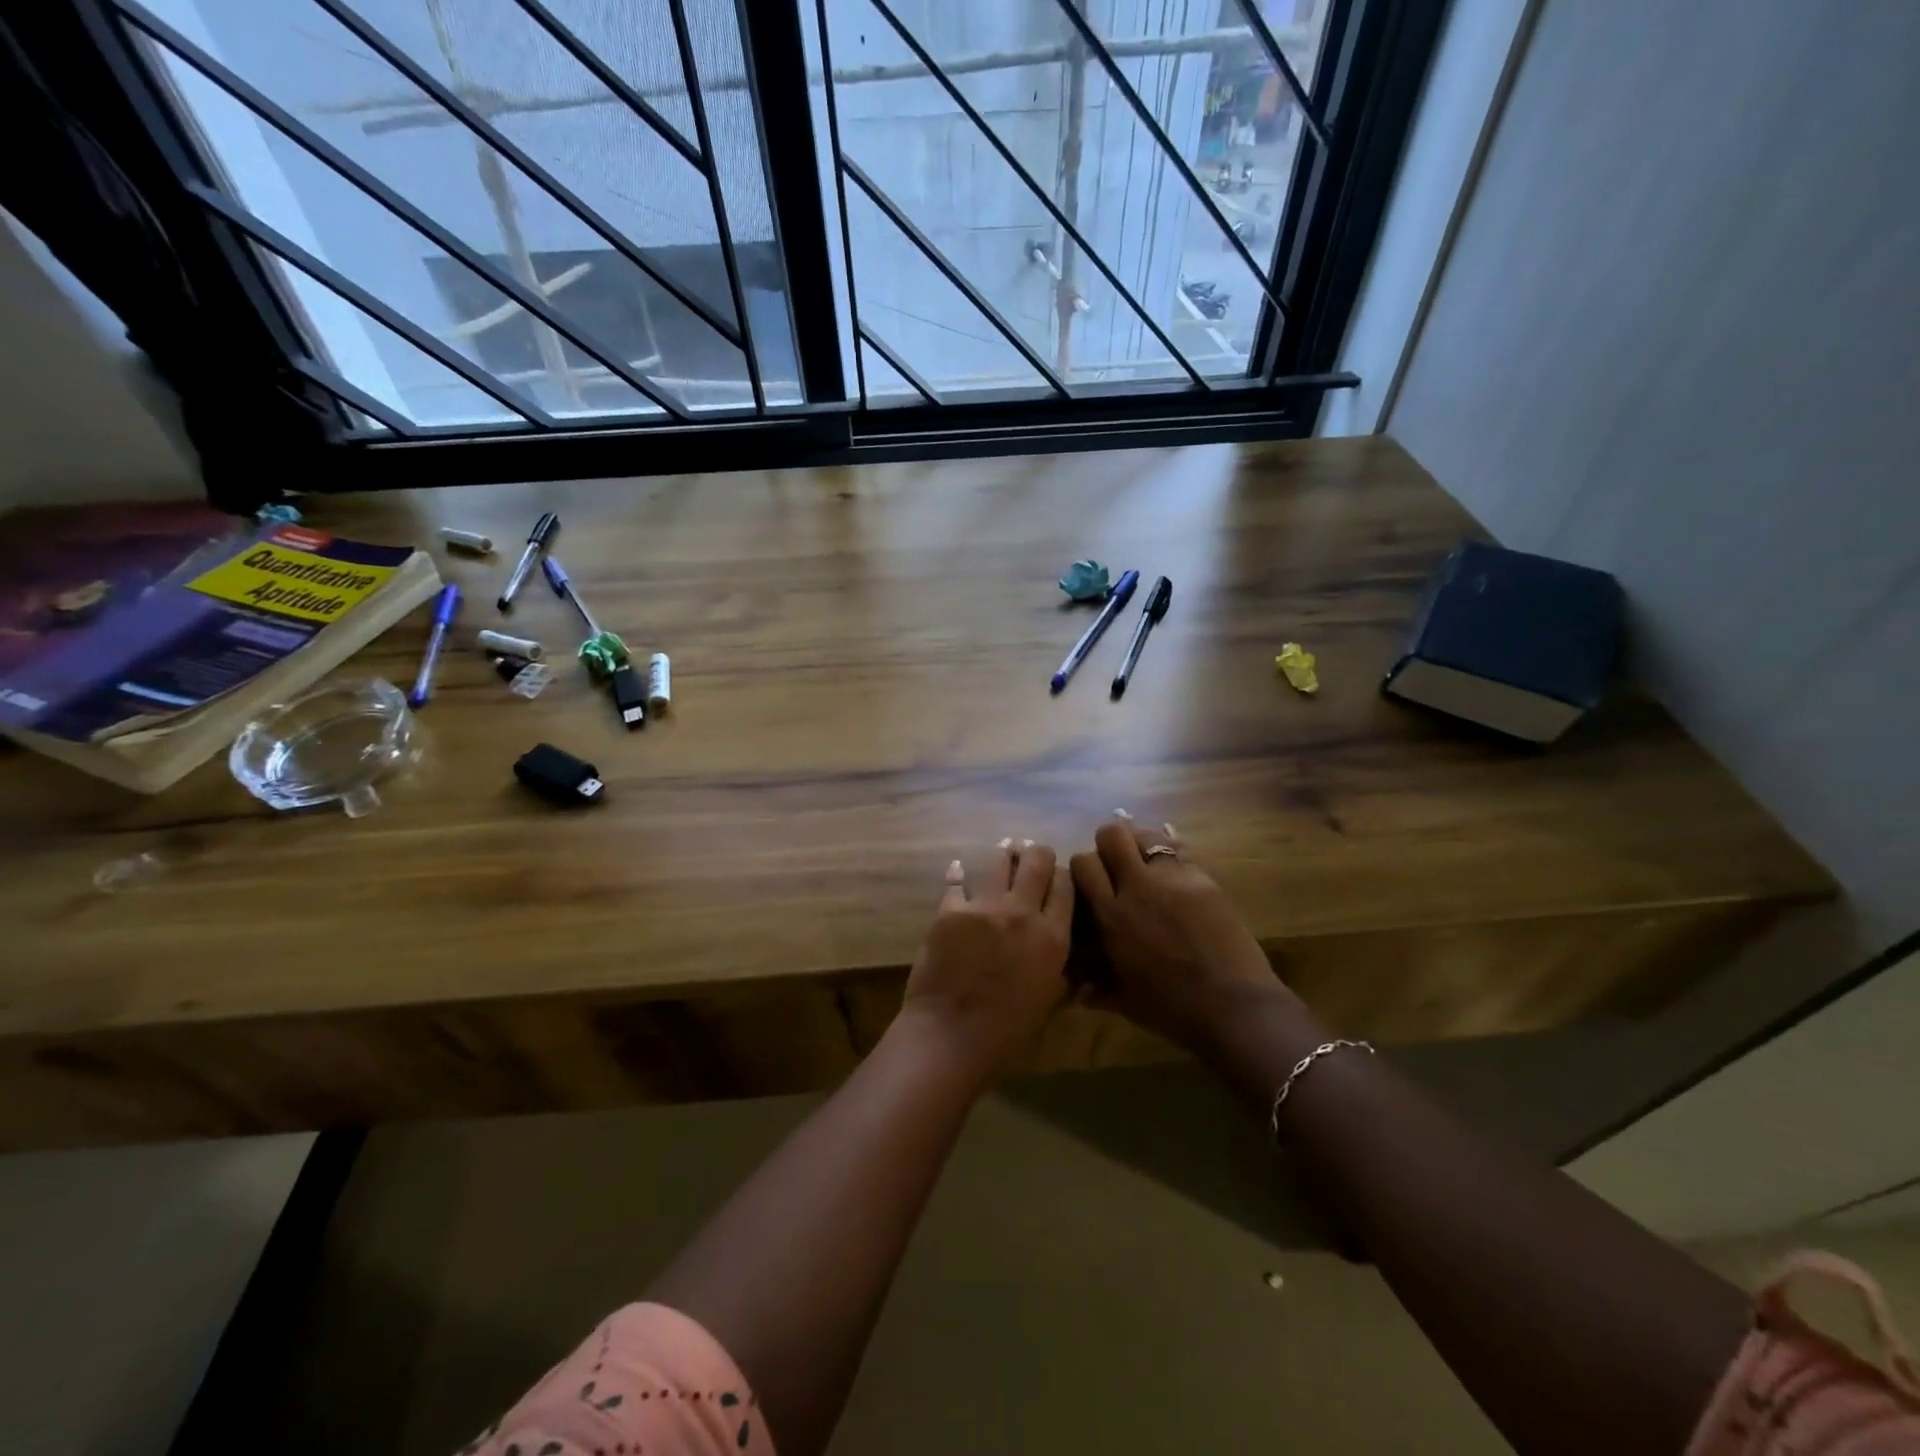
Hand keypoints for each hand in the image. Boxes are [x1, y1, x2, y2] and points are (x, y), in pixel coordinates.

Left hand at [896, 839, 1074, 1088]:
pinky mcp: (950, 911)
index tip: (1057, 877)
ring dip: (1005, 855)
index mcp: (1053, 938)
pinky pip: (956, 882)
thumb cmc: (1006, 1034)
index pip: (1066, 886)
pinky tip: (958, 867)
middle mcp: (1023, 913)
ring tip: (1006, 850)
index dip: (1063, 876)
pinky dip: (958, 874)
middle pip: (1038, 861)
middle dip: (1038, 854)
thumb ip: (1060, 973)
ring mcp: (985, 907)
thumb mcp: (1047, 1002)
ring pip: (1000, 862)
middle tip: (1033, 855)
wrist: (951, 1037)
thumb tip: (1073, 966)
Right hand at [1070, 814, 1293, 1052]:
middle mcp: (1138, 887)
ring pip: (1149, 836)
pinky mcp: (1205, 880)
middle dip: (1110, 842)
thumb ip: (1095, 987)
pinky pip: (1182, 855)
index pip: (1083, 863)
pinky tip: (1177, 881)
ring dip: (1142, 845)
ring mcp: (1174, 878)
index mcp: (1112, 915)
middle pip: (1113, 834)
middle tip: (1117, 863)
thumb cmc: (1172, 1010)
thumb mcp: (1124, 1000)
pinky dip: (1174, 861)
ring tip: (1148, 866)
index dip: (1084, 868)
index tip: (1091, 882)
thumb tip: (1075, 990)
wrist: (1234, 1007)